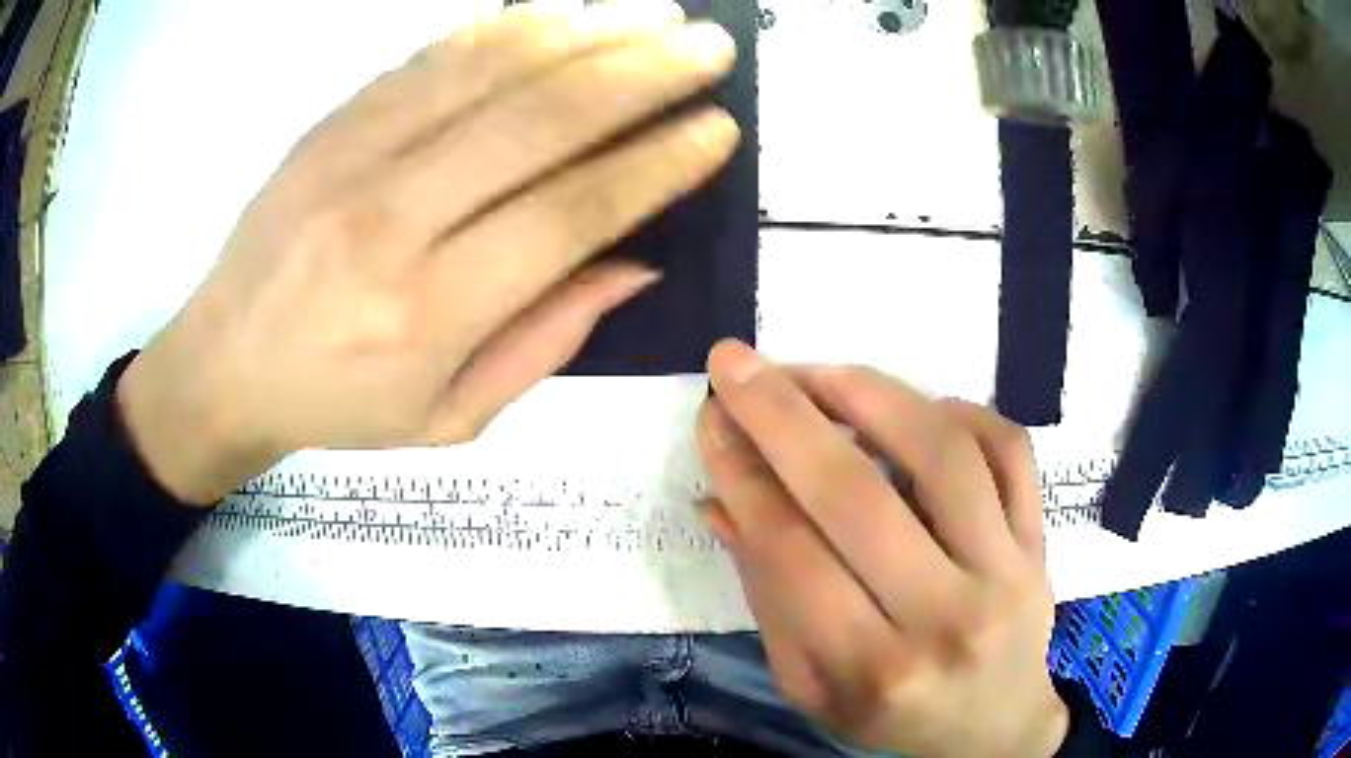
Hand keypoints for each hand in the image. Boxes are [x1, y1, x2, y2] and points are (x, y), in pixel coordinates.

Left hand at [116, 1, 737, 504]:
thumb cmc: (337, 407)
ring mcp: (355, 156)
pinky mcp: (332, 122)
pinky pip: (433, 55)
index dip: (655, 165)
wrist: (223, 366)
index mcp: (431, 313)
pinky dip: (510, 25)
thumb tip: (637, 261)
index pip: (571, 214)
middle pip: (541, 121)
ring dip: (590, 32)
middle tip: (710, 49)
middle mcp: (395, 221)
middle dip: (644, 74)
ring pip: (491, 69)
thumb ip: (546, 340)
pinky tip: (565, 12)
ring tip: (660, 15)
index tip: (715, 130)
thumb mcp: (450, 417)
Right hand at [697, 340, 1068, 757]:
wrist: (994, 730)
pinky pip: (1008, 449)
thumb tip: (721, 501)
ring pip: (942, 454)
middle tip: (737, 364)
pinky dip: (959, 411)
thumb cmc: (893, 718)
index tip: (711, 417)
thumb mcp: (812, 687)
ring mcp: (1008, 571)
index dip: (742, 474)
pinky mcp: (1039, 541)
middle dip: (783, 416)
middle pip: (857, 495)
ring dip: (870, 394)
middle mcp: (946, 616)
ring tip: (817, 373)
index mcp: (873, 669)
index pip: (792, 553)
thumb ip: (768, 599)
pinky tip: (913, 410)